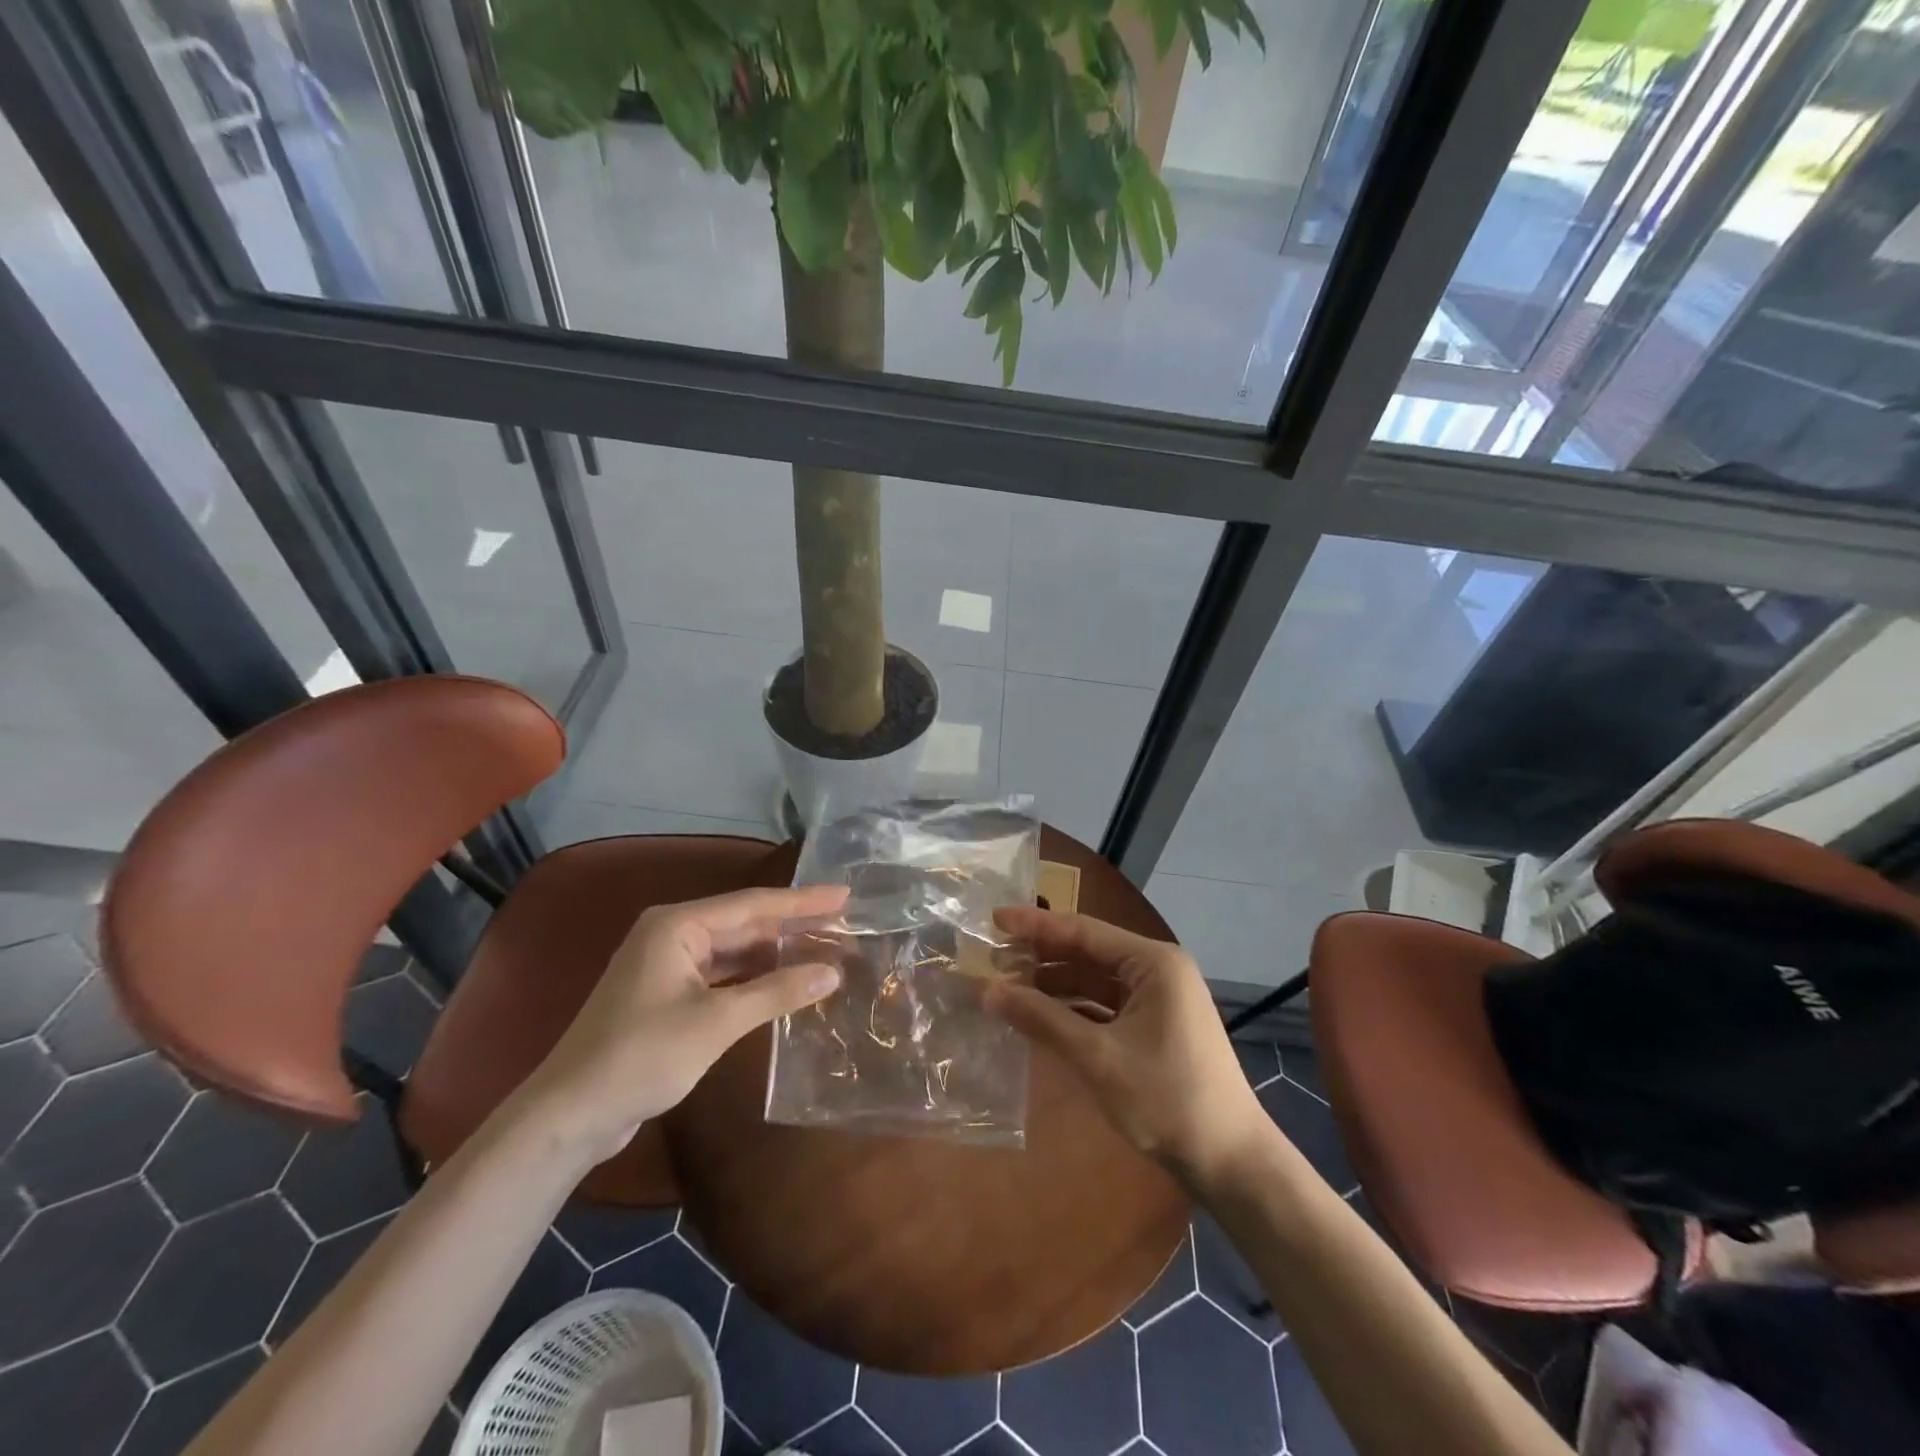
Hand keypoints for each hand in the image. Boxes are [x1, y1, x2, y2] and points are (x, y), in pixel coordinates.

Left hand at [518, 885, 848, 1160]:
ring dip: (776, 953)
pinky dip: (754, 978)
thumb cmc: (642, 1056)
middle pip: (745, 923)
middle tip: (843, 924)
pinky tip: (785, 982)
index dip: (803, 901)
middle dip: (792, 926)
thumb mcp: (716, 1022)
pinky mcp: (668, 994)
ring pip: (735, 950)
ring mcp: (668, 965)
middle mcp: (673, 934)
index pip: (753, 904)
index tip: (844, 896)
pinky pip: (722, 974)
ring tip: (824, 949)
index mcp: (678, 925)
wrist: (570, 1115)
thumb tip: (833, 972)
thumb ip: (777, 993)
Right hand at [984, 907, 1269, 1186]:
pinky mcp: (1156, 1025)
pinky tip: (1040, 1016)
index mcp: (1153, 962)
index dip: (1035, 926)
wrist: (1231, 1162)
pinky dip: (1074, 1008)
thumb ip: (1042, 1019)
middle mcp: (1157, 970)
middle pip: (1088, 952)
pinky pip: (1106, 1005)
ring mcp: (1159, 999)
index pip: (1083, 931)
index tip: (993, 919)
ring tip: (1008, 986)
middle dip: (1042, 956)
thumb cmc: (1167, 1099)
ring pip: (1095, 980)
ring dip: (1055, 984)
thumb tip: (988, 992)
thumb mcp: (1098, 1057)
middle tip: (993, 957)